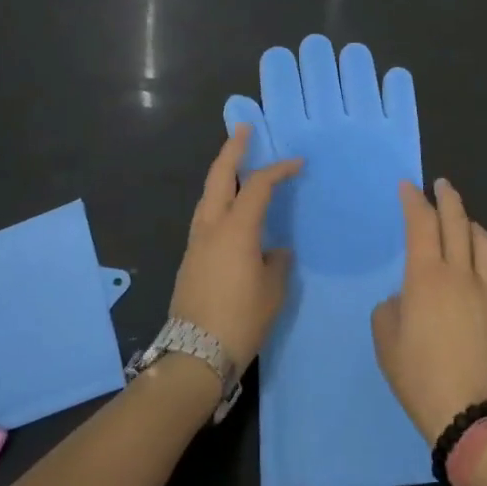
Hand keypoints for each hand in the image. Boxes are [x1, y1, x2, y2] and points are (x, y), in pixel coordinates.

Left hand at [169, 126, 301, 367]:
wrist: (194, 355)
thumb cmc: (240, 320)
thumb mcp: (272, 292)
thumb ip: (277, 262)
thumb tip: (275, 251)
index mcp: (236, 228)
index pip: (258, 185)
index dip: (278, 169)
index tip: (297, 163)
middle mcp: (211, 226)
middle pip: (219, 176)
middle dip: (232, 149)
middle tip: (243, 130)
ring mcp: (196, 241)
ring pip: (207, 194)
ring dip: (221, 174)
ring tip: (236, 165)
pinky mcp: (189, 258)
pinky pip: (205, 215)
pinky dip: (218, 200)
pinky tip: (229, 210)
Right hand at [371, 178, 486, 443]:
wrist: (478, 420)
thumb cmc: (423, 380)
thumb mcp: (387, 346)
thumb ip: (390, 312)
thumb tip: (404, 301)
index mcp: (427, 277)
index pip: (420, 223)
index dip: (414, 200)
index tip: (408, 186)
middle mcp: (462, 275)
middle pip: (457, 223)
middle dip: (448, 199)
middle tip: (442, 185)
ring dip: (475, 228)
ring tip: (468, 224)